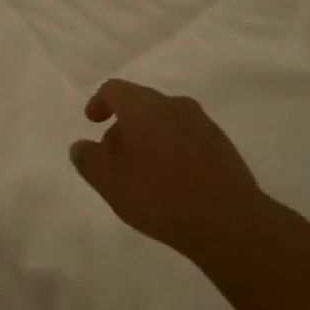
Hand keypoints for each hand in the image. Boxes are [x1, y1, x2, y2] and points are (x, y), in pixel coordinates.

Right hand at [70, 79, 263, 253]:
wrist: (228, 221)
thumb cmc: (159, 195)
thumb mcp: (110, 182)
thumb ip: (89, 159)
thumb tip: (81, 146)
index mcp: (144, 106)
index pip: (115, 89)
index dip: (99, 102)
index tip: (92, 122)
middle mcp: (175, 105)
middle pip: (141, 104)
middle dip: (123, 126)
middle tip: (113, 157)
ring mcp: (203, 124)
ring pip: (166, 121)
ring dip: (148, 138)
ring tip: (141, 173)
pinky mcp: (222, 146)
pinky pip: (187, 138)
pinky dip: (171, 150)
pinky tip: (170, 182)